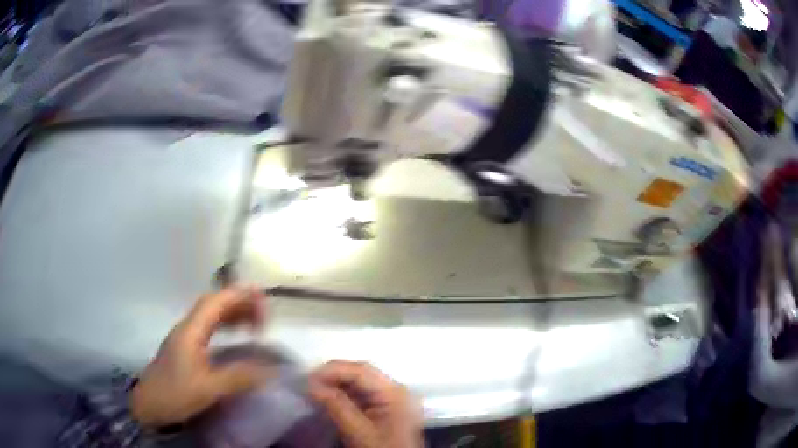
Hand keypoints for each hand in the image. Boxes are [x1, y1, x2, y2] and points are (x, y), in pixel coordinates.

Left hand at [131, 287, 269, 428]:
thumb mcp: (208, 389)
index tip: (261, 298)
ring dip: (232, 314)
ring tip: (254, 326)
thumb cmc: (175, 394)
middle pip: (213, 305)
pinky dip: (225, 326)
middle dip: (239, 304)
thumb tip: (270, 371)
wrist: (149, 405)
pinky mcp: (185, 348)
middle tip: (263, 317)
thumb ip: (238, 377)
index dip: (238, 295)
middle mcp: (187, 328)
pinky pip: (208, 328)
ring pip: (210, 316)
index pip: (215, 303)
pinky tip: (234, 338)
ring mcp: (185, 338)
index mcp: (191, 331)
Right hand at [309, 361, 421, 447]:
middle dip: (334, 376)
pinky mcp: (385, 409)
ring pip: (360, 382)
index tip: (308, 378)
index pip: (361, 370)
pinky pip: (362, 394)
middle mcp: (396, 390)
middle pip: (361, 373)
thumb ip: (336, 406)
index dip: (333, 370)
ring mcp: (392, 399)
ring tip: (314, 390)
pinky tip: (328, 399)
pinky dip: (344, 394)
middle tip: (308, 384)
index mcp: (394, 393)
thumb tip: (312, 385)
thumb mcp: (358, 432)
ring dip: (336, 384)